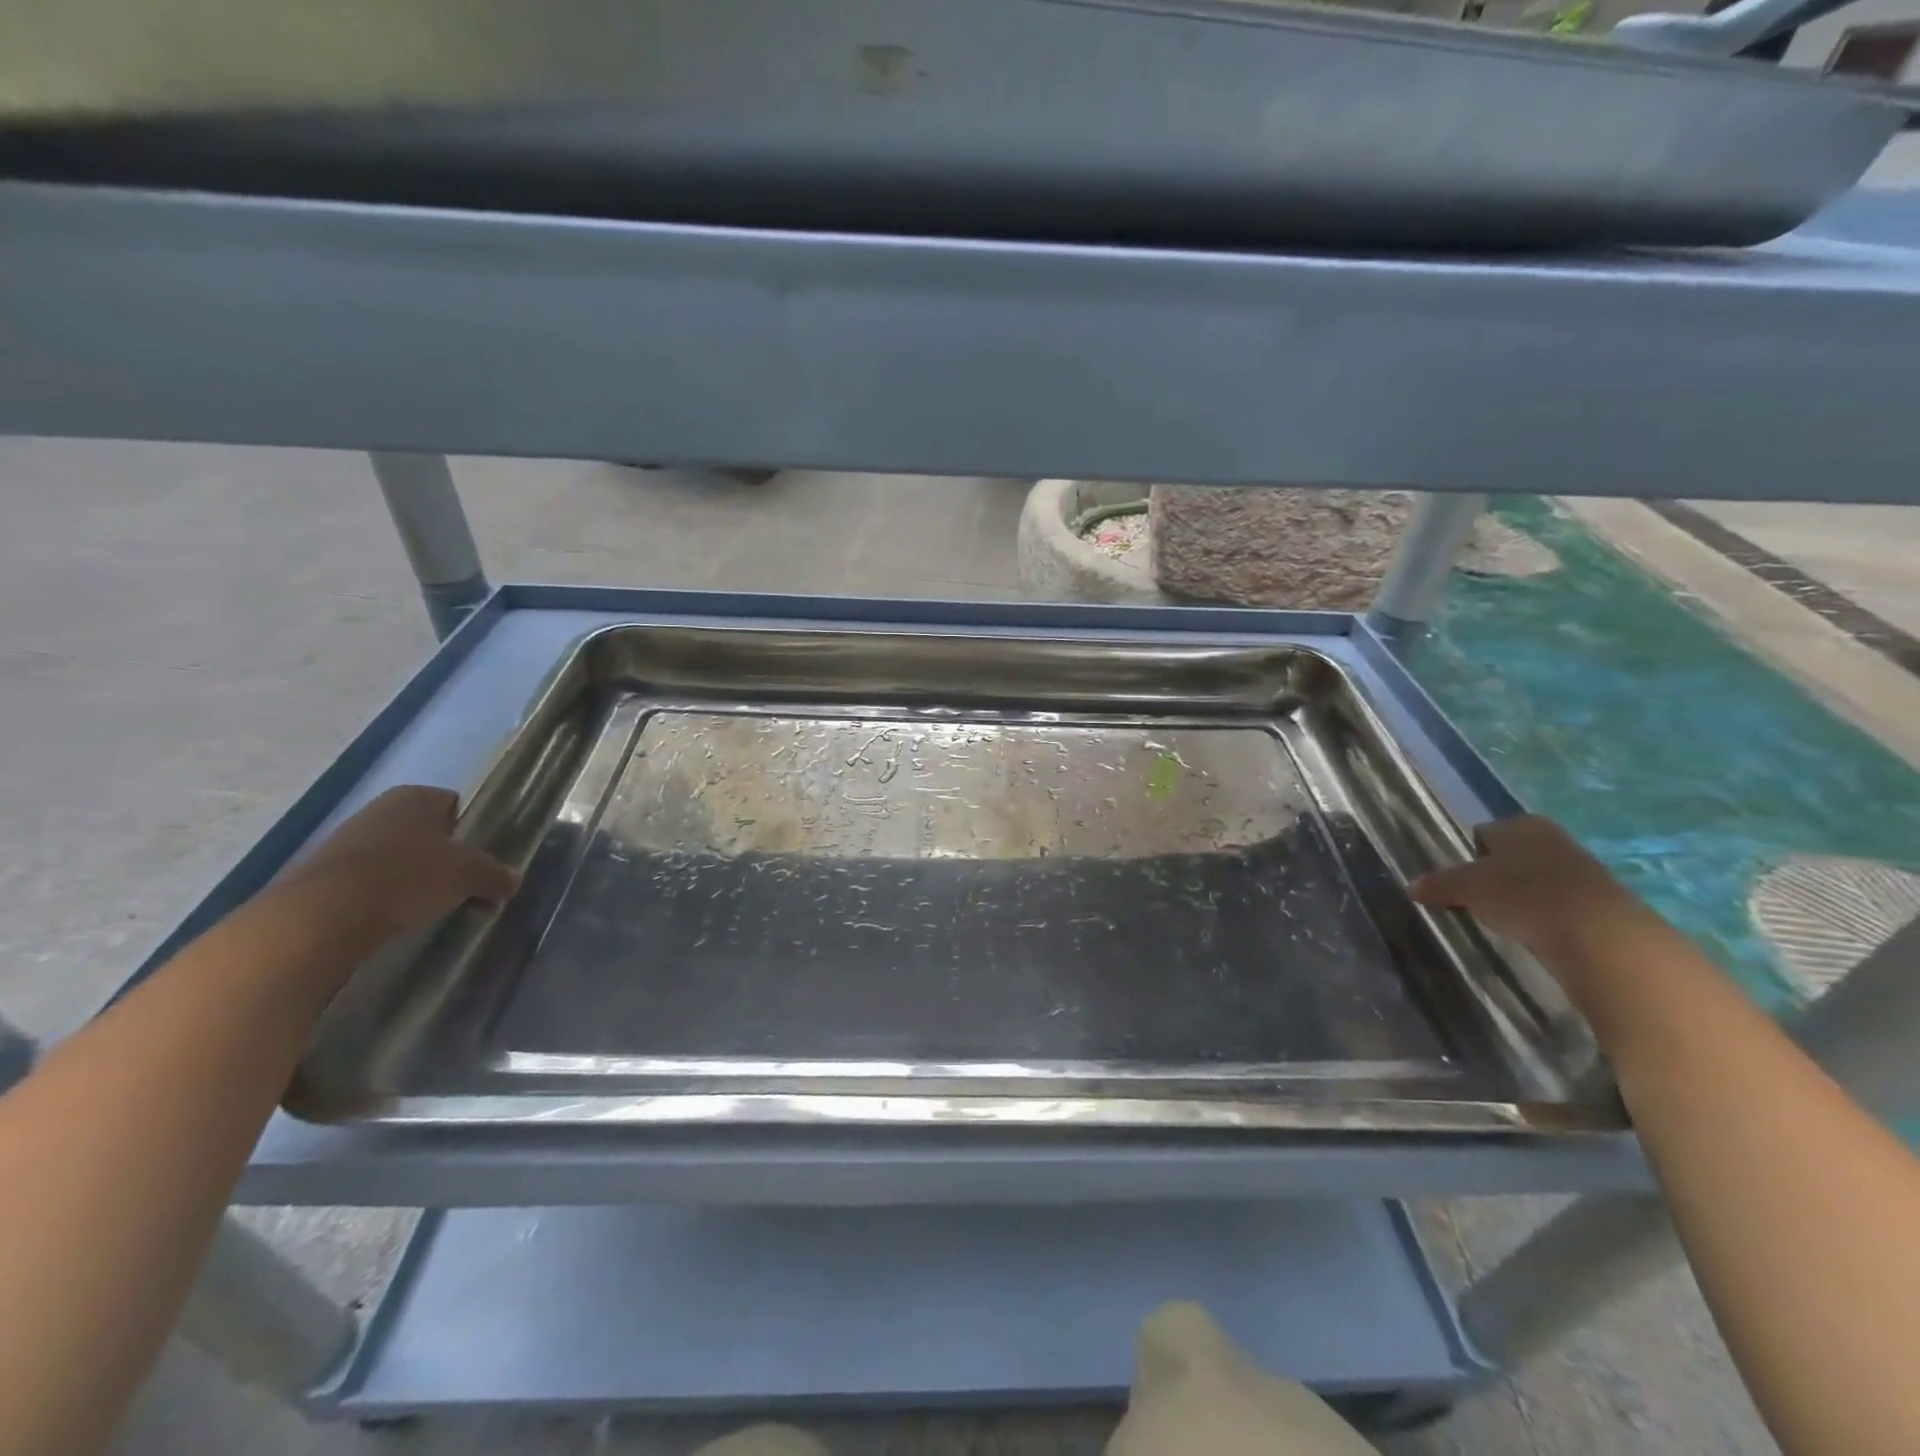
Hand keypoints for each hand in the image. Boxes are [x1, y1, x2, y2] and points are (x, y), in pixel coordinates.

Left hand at [281, 786, 518, 941]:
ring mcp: (345, 838)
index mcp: (415, 796)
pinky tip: (391, 914)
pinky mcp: (321, 871)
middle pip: (424, 830)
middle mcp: (379, 807)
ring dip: (412, 875)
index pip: (455, 805)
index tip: (479, 860)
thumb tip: (513, 880)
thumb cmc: (409, 877)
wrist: (322, 915)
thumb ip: (495, 874)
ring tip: (426, 905)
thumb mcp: (468, 875)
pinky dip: (382, 892)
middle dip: (443, 856)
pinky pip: (368, 877)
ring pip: (395, 854)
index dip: (471, 831)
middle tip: (459, 884)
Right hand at [1409, 815, 1647, 959]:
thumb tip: (1411, 886)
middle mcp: (1551, 835)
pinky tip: (1539, 929)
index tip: (1461, 881)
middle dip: (1498, 873)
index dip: (1469, 855)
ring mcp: (1581, 865)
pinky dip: (1547, 911)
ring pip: (1538, 876)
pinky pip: (1561, 899)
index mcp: (1518, 823)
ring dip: (1524, 893)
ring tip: (1509, 918)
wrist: (1597, 931)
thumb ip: (1439, 884)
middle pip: (1513, 853)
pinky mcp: (1602, 896)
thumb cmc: (1521, 894)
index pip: (1483, 834)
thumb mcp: (1467, 888)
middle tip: (1481, 900)